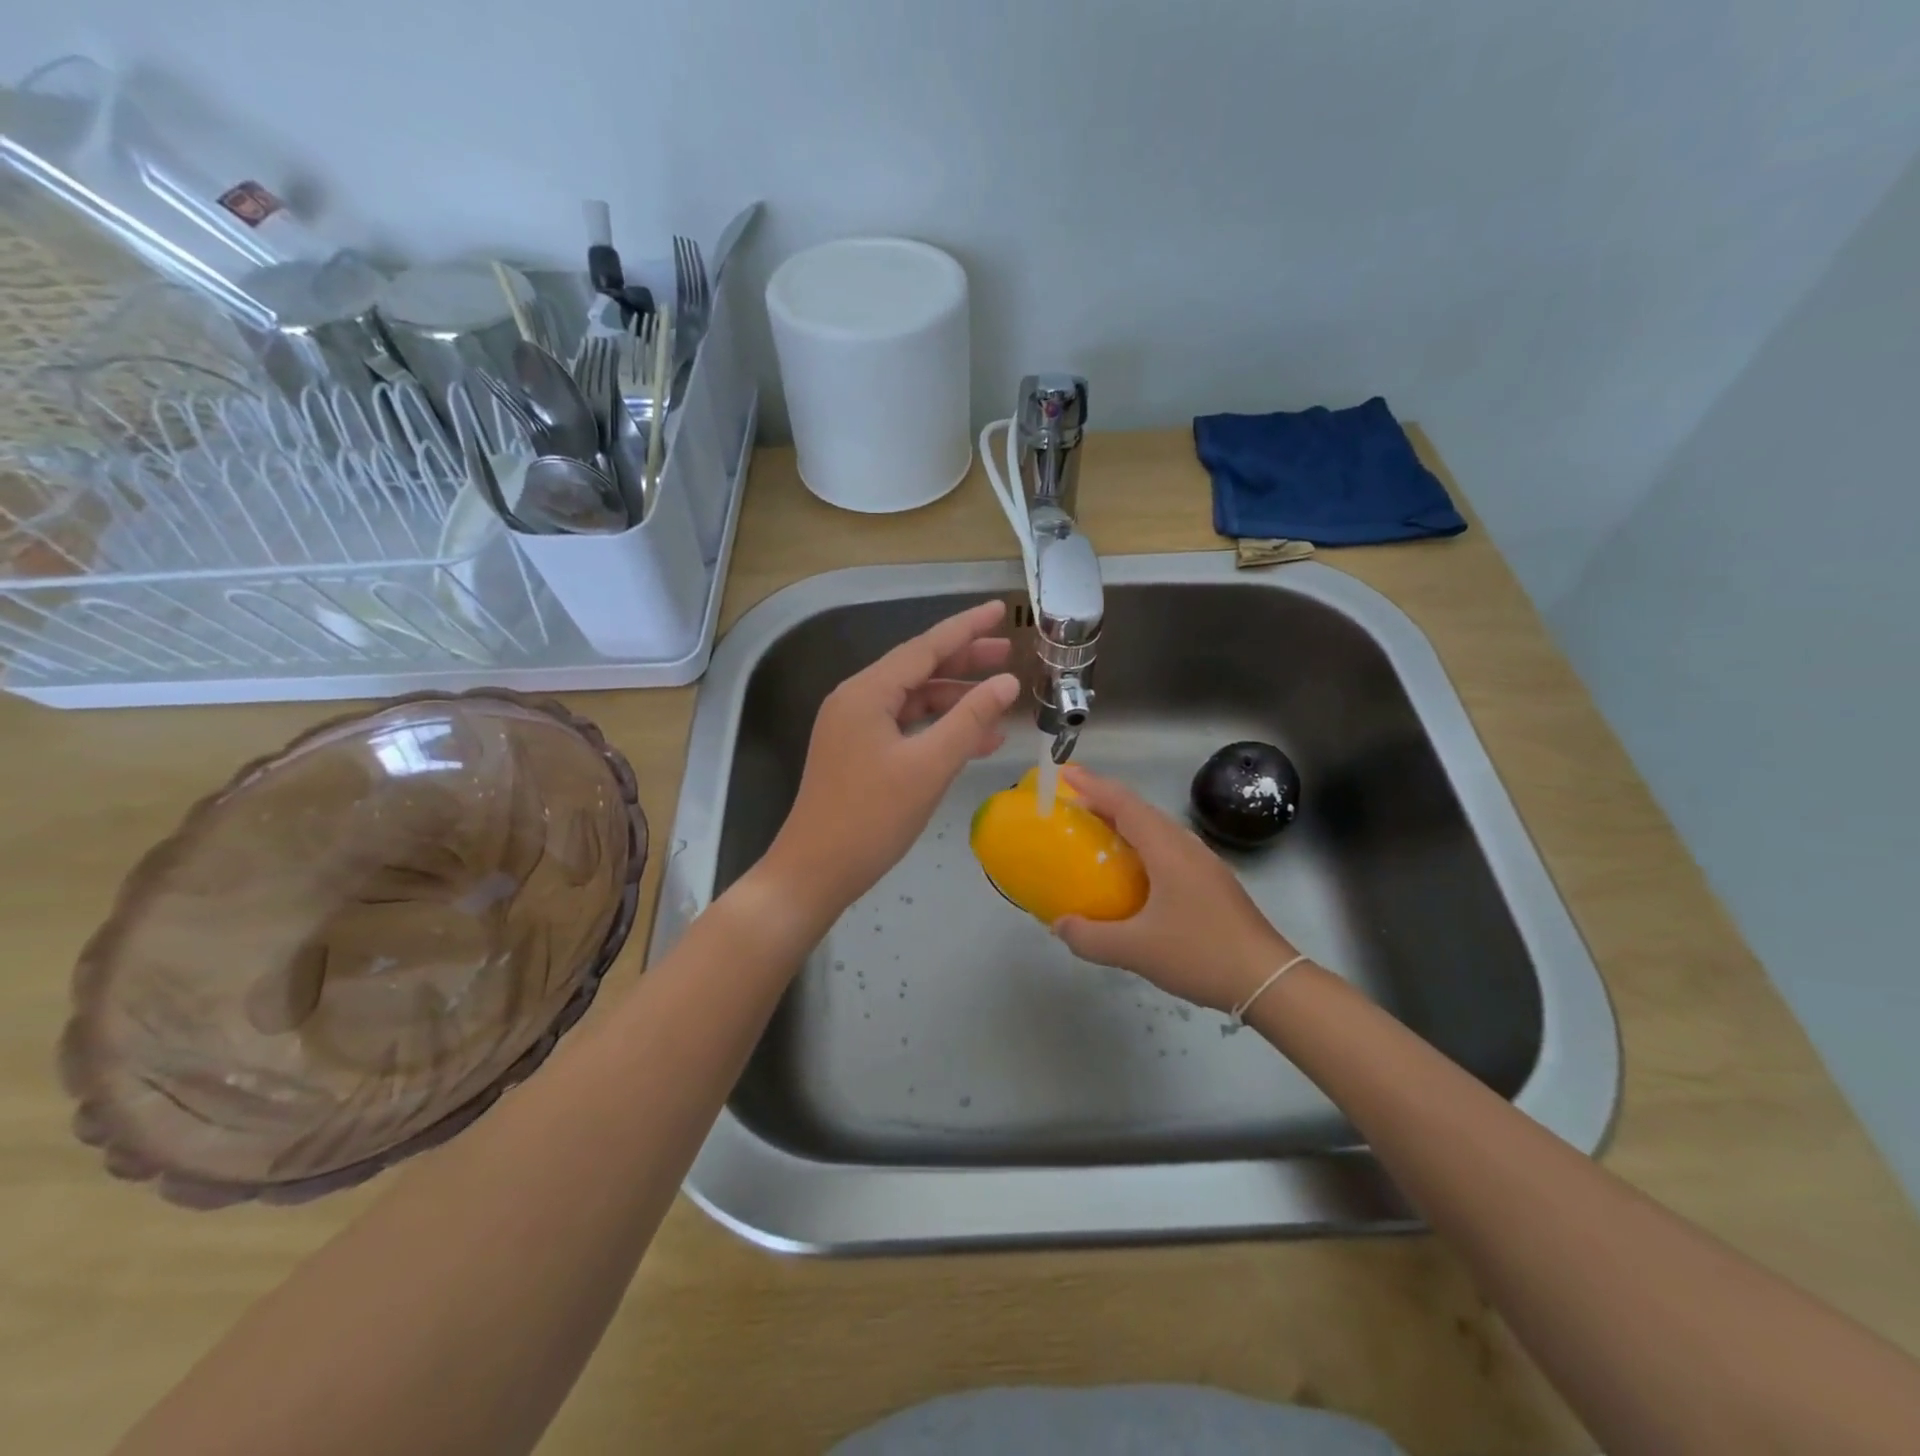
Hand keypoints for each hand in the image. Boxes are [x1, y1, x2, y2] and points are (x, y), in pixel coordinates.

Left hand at [765, 600, 1020, 915]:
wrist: (815, 873)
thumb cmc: (871, 818)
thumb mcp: (929, 766)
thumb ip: (970, 720)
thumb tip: (1006, 682)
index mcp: (866, 693)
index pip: (925, 647)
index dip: (966, 628)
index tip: (1000, 610)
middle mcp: (856, 701)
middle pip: (917, 669)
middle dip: (964, 661)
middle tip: (1007, 653)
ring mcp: (854, 729)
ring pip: (913, 700)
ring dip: (955, 700)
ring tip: (1000, 701)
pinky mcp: (858, 754)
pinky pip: (905, 728)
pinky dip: (938, 729)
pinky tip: (973, 740)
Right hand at [1051, 765, 1298, 1012]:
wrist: (1269, 981)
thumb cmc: (1201, 955)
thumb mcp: (1136, 951)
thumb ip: (1090, 938)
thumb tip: (1059, 925)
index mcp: (1168, 850)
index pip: (1125, 804)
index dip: (1093, 786)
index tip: (1065, 774)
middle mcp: (1186, 847)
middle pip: (1140, 811)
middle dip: (1104, 803)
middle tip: (1071, 808)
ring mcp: (1203, 864)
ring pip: (1157, 831)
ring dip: (1124, 825)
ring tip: (1095, 835)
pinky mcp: (1212, 883)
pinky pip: (1167, 850)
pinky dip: (1140, 848)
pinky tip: (1131, 874)